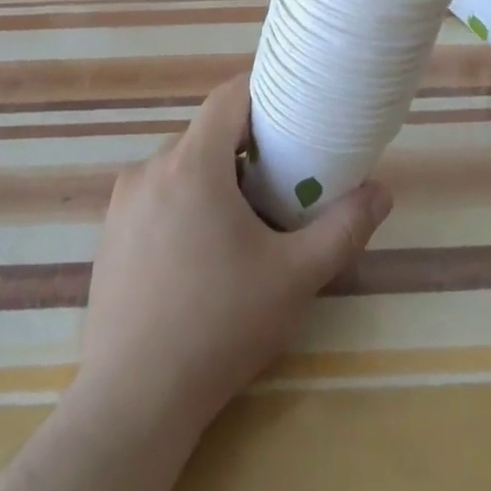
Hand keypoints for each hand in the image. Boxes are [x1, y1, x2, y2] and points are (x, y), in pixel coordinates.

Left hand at [75, 75, 392, 441]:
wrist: (134, 398)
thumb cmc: (220, 326)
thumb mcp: (295, 277)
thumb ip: (343, 228)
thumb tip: (381, 191)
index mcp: (191, 164)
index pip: (228, 98)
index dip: (262, 93)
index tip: (293, 108)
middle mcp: (149, 169)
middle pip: (205, 135)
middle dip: (244, 147)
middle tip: (281, 180)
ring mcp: (122, 202)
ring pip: (179, 167)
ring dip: (214, 178)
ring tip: (245, 223)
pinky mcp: (109, 233)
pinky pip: (155, 196)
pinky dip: (184, 203)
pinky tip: (200, 254)